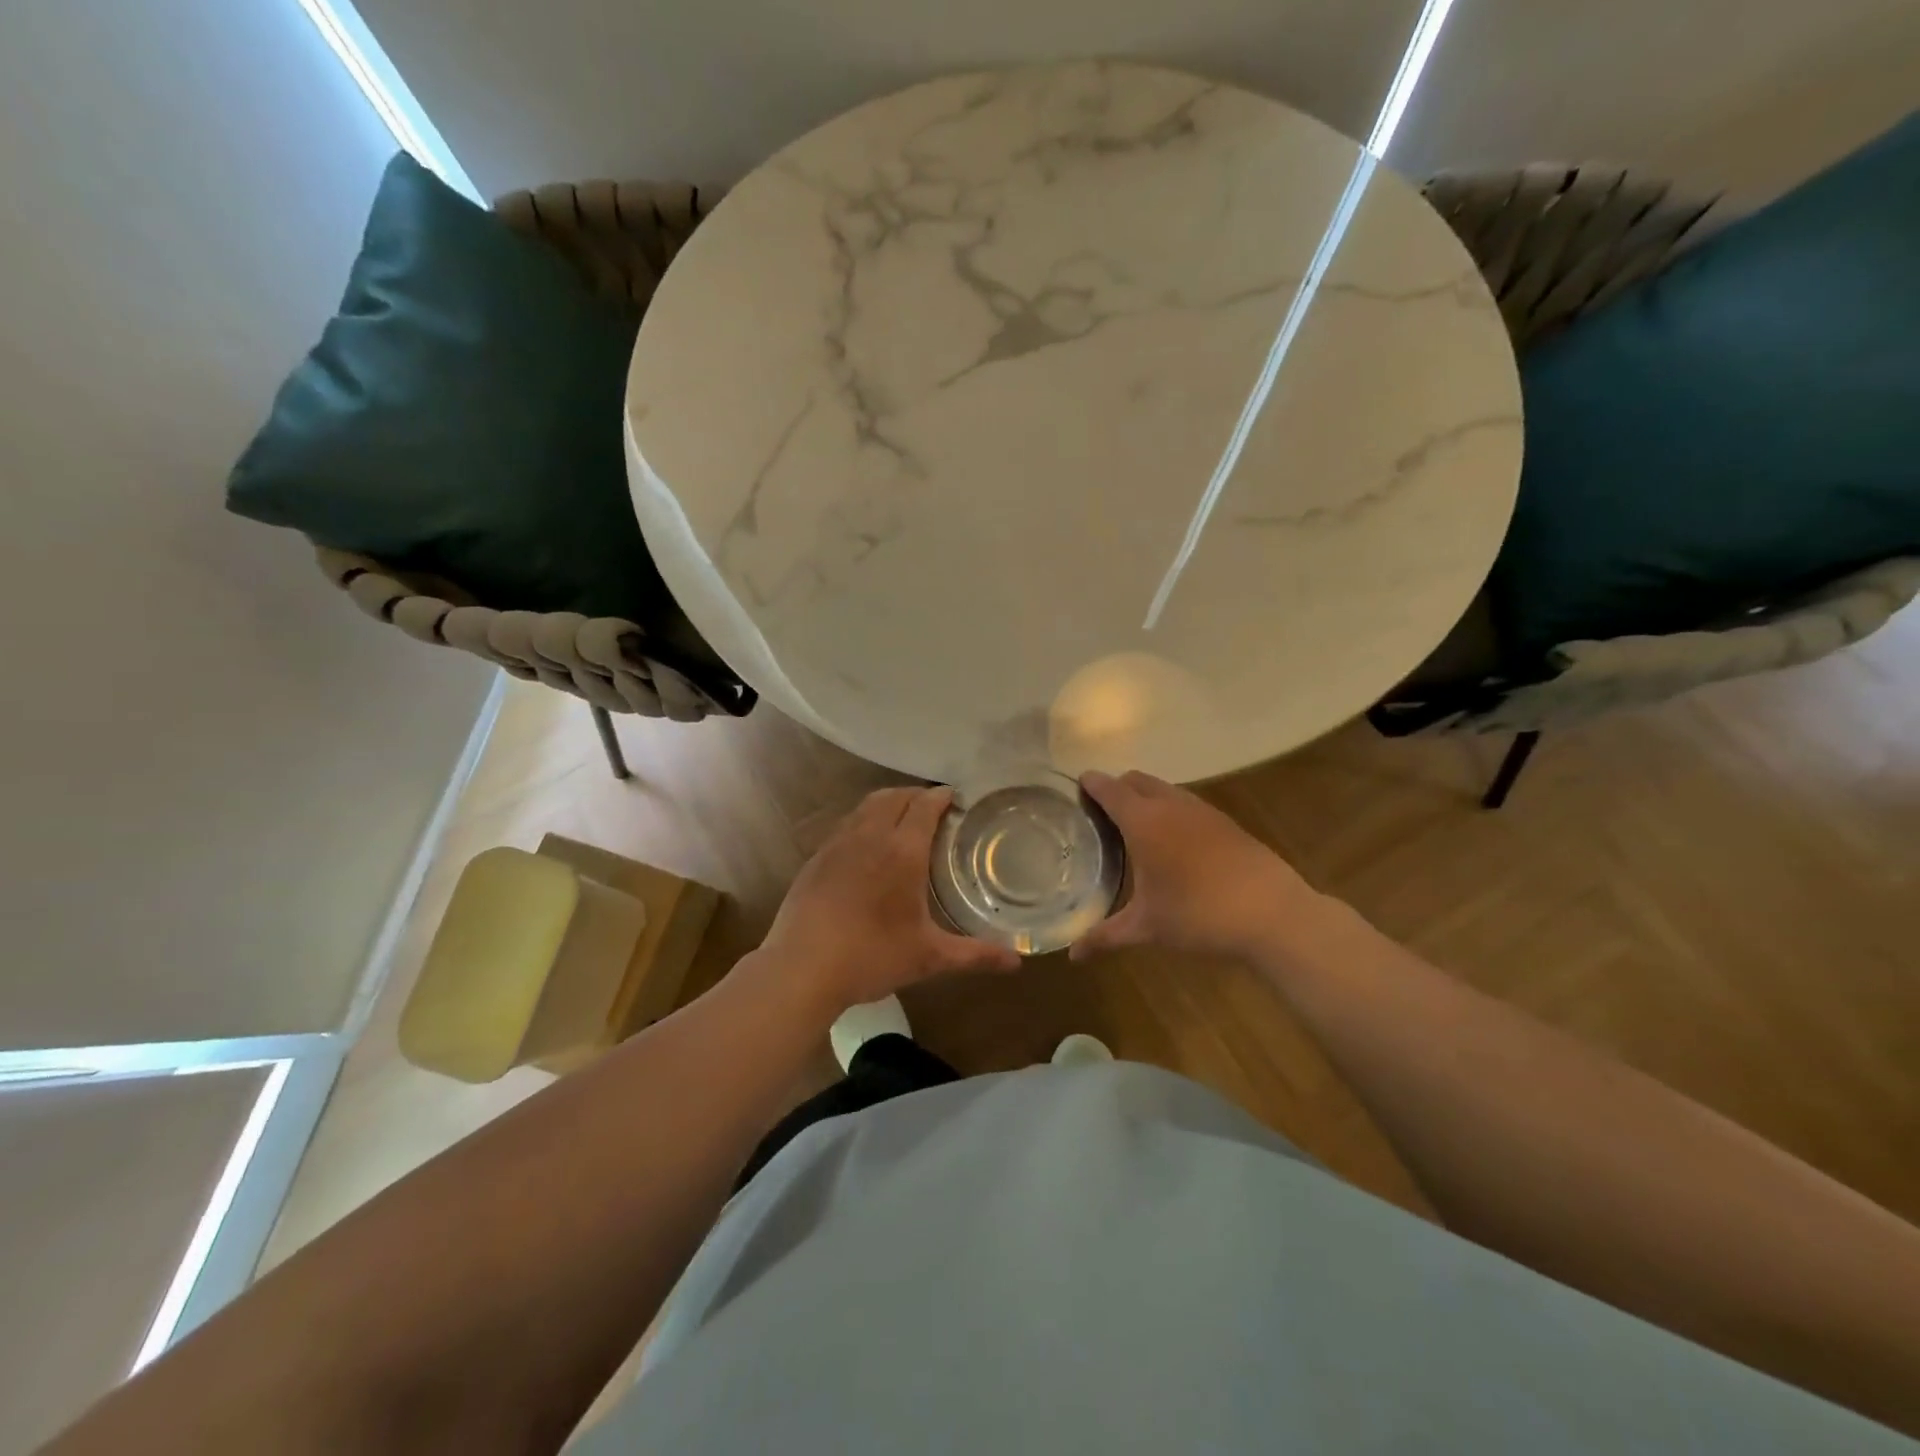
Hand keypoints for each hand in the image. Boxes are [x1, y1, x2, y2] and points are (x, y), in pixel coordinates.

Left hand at [752, 786, 1021, 1012]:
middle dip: (917, 795)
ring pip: (866, 806)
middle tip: (935, 810)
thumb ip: (974, 955)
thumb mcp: (929, 957)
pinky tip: (868, 848)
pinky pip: (846, 824)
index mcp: (902, 851)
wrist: (801, 968)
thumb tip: (1017, 962)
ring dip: (888, 803)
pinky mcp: (816, 858)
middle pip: (895, 796)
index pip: (925, 805)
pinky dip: (864, 821)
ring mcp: (838, 844)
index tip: (958, 798)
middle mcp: (870, 836)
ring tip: (903, 820)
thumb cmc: (872, 957)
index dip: (942, 796)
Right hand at [1071, 770, 1321, 962]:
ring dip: (1145, 797)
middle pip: (1136, 780)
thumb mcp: (1147, 927)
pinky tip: (1173, 843)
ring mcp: (1203, 811)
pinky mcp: (1226, 823)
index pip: (1109, 789)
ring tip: (1133, 827)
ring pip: (1165, 789)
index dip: (1090, 784)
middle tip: (1100, 814)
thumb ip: (1105, 936)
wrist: (1274, 914)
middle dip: (1116, 788)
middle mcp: (1171, 805)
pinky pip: (1187, 804)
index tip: (1075, 787)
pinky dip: (1170, 810)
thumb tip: (1073, 955)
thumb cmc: (1199, 915)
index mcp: (1144, 821)